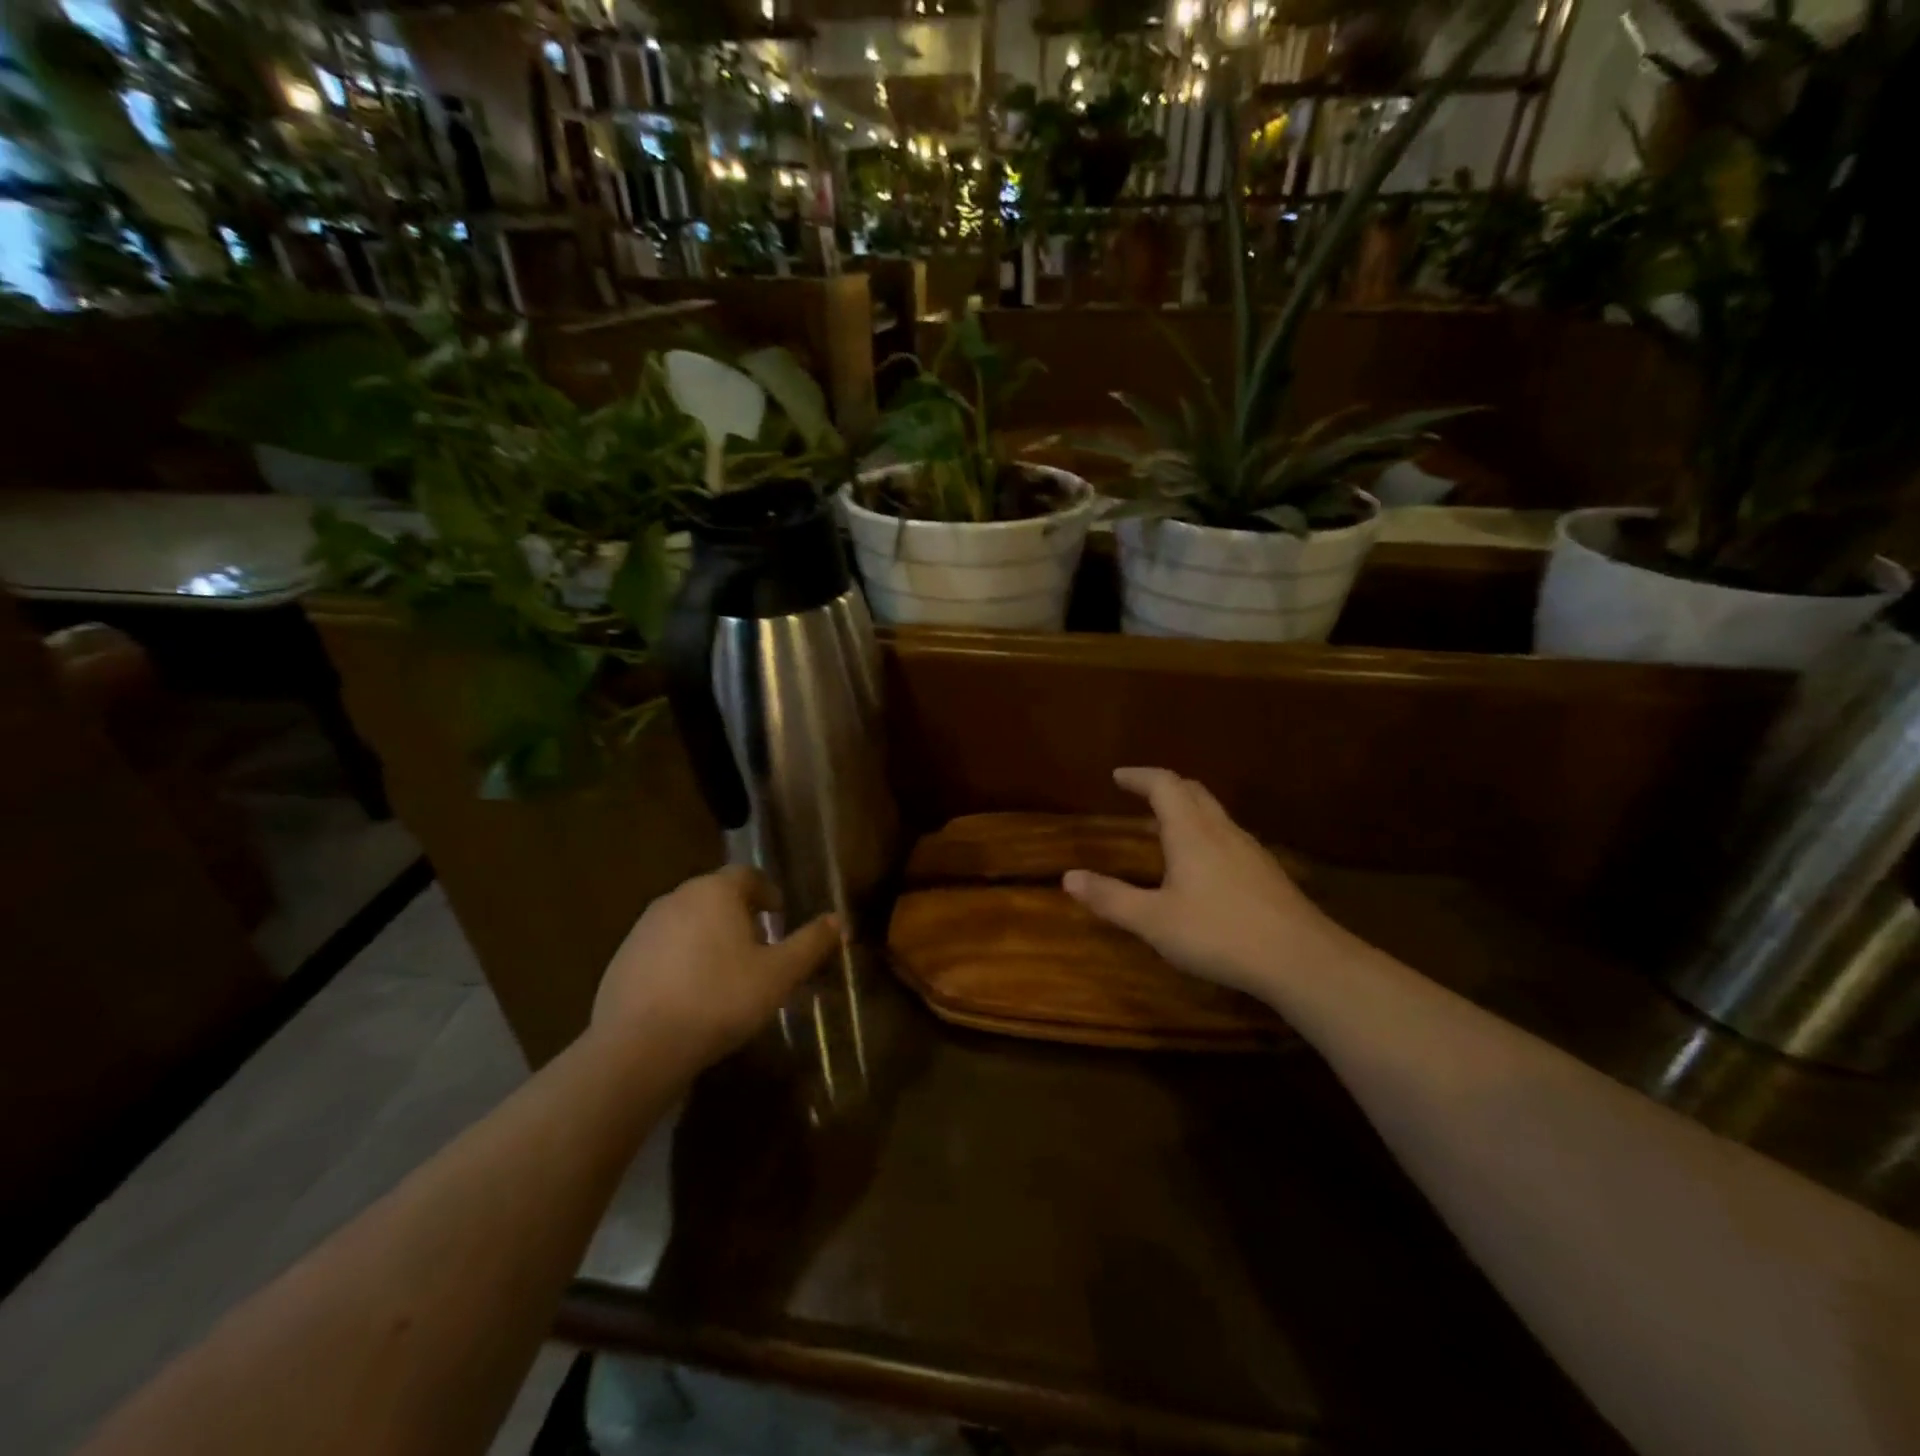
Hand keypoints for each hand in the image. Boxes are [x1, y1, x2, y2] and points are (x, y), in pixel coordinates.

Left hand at [591, 865, 840, 1069]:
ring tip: (727, 974)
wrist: (639, 1047)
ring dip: (710, 937)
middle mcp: (677, 898)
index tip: (779, 916)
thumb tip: (839, 921)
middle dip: (740, 915)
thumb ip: (811, 943)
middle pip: (716, 896)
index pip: (747, 874)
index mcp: (715, 892)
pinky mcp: (622, 959)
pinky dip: (681, 960)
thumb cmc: (720, 999)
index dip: (768, 892)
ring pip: (688, 921)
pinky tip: (691, 995)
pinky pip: (663, 948)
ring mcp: (644, 928)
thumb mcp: (779, 974)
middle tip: (759, 947)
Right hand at [1063, 766, 1348, 998]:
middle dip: (1164, 787)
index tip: (1118, 777)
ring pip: (1215, 814)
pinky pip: (1229, 837)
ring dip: (1187, 810)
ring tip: (1165, 829)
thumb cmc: (1219, 933)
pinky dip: (1206, 835)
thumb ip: (1111, 898)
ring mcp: (1250, 851)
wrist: (1301, 959)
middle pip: (1193, 791)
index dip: (1139, 776)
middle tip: (1141, 794)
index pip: (1163, 785)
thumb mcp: (1153, 921)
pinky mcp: (1267, 873)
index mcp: (1191, 832)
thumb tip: (1068, 877)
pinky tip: (1204, 868)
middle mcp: (1221, 831)